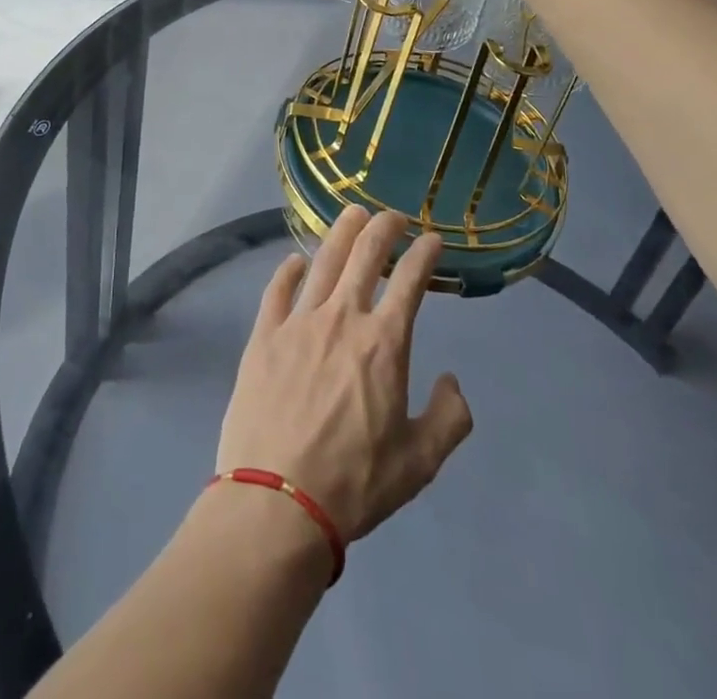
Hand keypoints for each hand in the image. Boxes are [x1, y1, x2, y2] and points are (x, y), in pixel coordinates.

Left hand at [215, 209, 472, 543]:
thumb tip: (452, 381)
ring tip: (352, 214)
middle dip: (383, 228)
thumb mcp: (420, 462)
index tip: (432, 240)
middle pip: (364, 255)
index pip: (410, 281)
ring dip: (341, 233)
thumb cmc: (355, 483)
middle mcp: (342, 318)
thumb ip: (449, 418)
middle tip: (393, 216)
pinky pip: (277, 291)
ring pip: (323, 261)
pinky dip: (288, 271)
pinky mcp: (264, 336)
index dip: (424, 254)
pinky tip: (294, 261)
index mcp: (384, 343)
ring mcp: (298, 323)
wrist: (277, 502)